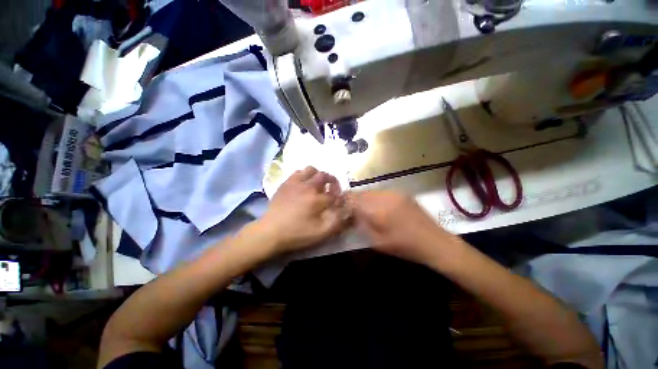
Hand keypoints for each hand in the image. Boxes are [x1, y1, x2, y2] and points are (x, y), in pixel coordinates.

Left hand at [256, 166, 348, 254]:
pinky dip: (304, 175)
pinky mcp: (286, 183)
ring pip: (311, 169)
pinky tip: (304, 184)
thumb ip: (337, 220)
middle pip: (325, 176)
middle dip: (332, 181)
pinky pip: (298, 172)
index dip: (339, 196)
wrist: (271, 231)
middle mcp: (308, 187)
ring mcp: (296, 183)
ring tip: (317, 184)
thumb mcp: (321, 232)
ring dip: (318, 175)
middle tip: (331, 189)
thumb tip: (345, 208)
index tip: (339, 200)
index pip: (335, 193)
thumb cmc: (297, 233)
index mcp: (318, 199)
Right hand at [347, 191, 462, 265]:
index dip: (345, 201)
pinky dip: (375, 197)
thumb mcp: (377, 242)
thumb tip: (352, 214)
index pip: (354, 199)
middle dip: (354, 199)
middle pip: (362, 193)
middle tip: (352, 208)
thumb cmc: (404, 246)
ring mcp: (394, 193)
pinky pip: (382, 192)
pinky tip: (378, 207)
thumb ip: (362, 225)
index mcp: (378, 210)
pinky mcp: (402, 193)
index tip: (341, 205)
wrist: (434, 241)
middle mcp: (385, 197)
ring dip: (365, 198)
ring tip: (365, 208)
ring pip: (371, 191)